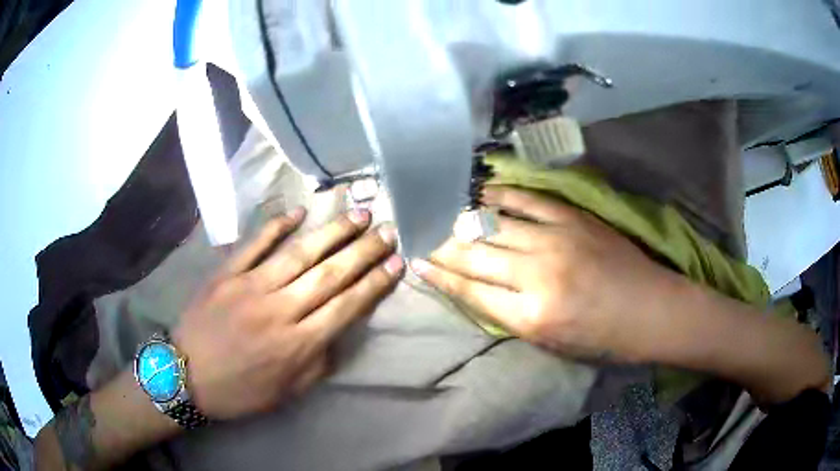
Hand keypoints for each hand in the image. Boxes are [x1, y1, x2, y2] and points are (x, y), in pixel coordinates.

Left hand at [173, 208, 403, 419]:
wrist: (186, 376)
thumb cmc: (239, 390)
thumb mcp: (287, 392)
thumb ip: (318, 364)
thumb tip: (337, 334)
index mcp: (298, 344)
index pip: (347, 306)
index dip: (374, 283)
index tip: (396, 262)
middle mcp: (280, 310)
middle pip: (330, 274)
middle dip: (364, 250)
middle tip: (387, 229)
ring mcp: (251, 287)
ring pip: (300, 253)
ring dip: (332, 232)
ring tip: (357, 214)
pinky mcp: (227, 274)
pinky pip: (255, 244)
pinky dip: (277, 225)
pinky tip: (299, 211)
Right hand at [412, 186, 676, 362]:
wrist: (650, 309)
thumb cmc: (601, 337)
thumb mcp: (549, 342)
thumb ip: (507, 315)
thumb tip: (471, 288)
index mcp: (531, 316)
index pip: (469, 290)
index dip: (438, 275)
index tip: (415, 261)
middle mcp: (538, 274)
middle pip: (474, 254)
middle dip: (440, 245)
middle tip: (419, 235)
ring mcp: (556, 239)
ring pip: (493, 223)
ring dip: (462, 219)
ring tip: (441, 213)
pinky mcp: (573, 218)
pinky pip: (526, 200)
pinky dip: (499, 195)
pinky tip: (480, 192)